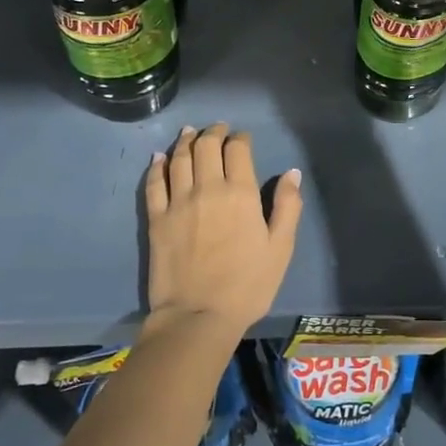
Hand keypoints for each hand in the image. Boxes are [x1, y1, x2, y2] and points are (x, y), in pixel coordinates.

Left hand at [144, 124, 301, 334]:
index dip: (240, 138)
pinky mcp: (157, 219)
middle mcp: (208, 188)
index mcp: (241, 193)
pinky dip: (157, 166)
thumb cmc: (247, 285)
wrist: (198, 316)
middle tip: (217, 128)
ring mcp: (178, 202)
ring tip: (189, 132)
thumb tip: (291, 173)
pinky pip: (154, 183)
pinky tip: (158, 158)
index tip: (242, 138)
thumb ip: (288, 206)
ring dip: (185, 141)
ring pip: (179, 159)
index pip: (238, 150)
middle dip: (213, 132)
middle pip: (206, 147)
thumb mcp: (280, 248)